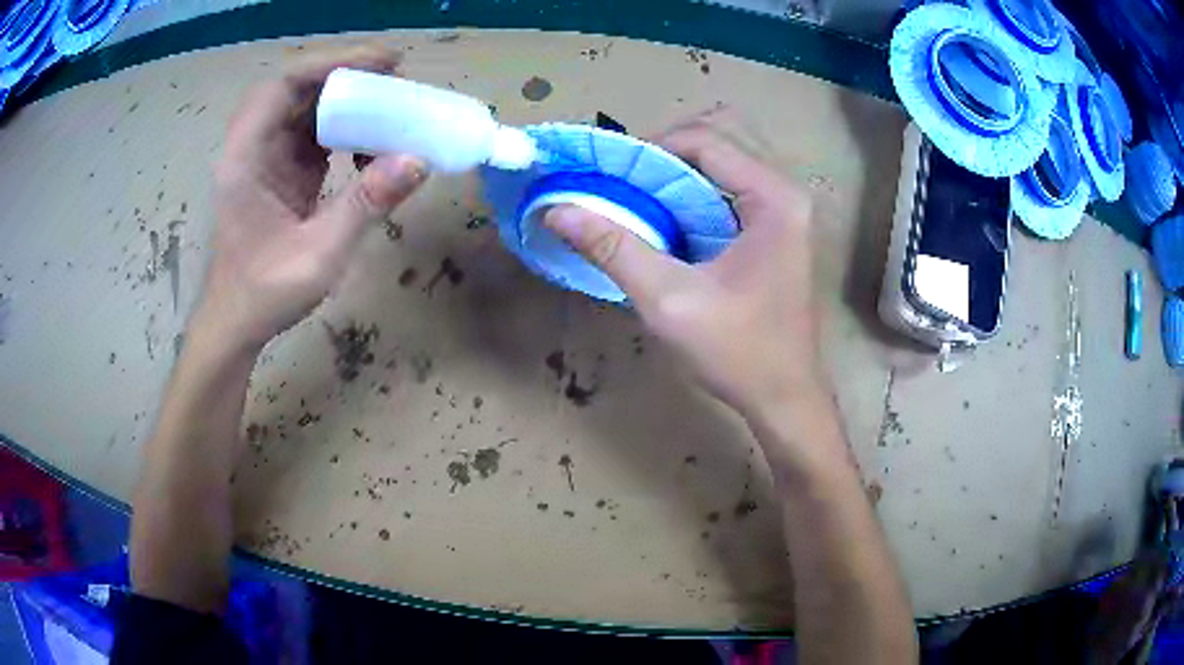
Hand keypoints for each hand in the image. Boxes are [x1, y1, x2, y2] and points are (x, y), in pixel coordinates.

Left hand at [196, 45, 427, 349]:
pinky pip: (311, 134)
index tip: (383, 62)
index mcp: (246, 157)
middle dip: (346, 79)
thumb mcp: (319, 255)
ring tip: (388, 109)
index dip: (332, 64)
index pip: (284, 86)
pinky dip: (342, 132)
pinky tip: (366, 148)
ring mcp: (263, 158)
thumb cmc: (264, 295)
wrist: (234, 324)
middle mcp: (251, 147)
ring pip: (306, 109)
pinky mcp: (277, 171)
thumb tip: (418, 160)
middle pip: (297, 89)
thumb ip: (365, 205)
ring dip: (347, 104)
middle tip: (395, 79)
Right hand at [544, 110, 824, 418]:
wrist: (785, 398)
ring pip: (722, 165)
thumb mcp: (669, 300)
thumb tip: (557, 209)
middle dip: (663, 157)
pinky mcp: (776, 230)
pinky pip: (728, 191)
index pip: (706, 141)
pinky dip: (691, 196)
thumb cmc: (738, 353)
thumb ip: (613, 248)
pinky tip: (664, 223)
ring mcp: (784, 211)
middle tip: (623, 186)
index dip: (650, 149)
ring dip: (675, 176)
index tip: (609, 177)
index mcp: (774, 198)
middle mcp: (785, 193)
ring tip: (636, 202)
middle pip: (717, 143)